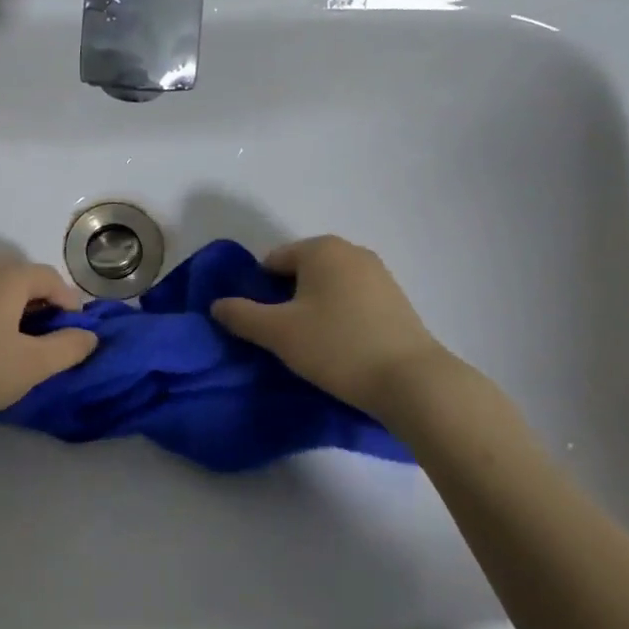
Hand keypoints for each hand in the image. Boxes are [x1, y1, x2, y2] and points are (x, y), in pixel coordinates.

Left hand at [0, 261, 96, 445]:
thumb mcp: (33, 364)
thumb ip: (68, 347)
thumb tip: (89, 335)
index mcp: (5, 278)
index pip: (48, 277)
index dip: (69, 302)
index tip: (76, 333)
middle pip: (21, 277)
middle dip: (43, 302)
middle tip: (52, 337)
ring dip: (17, 309)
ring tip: (24, 345)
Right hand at [211, 235, 446, 415]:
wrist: (411, 381)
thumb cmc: (336, 346)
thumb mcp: (278, 332)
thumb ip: (241, 315)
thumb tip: (217, 305)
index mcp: (321, 248)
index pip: (271, 262)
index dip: (259, 293)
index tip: (262, 326)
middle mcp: (351, 251)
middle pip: (300, 273)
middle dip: (286, 301)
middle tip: (283, 338)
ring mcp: (379, 274)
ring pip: (327, 288)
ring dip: (312, 311)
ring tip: (312, 347)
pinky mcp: (396, 300)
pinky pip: (352, 301)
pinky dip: (339, 318)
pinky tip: (340, 348)